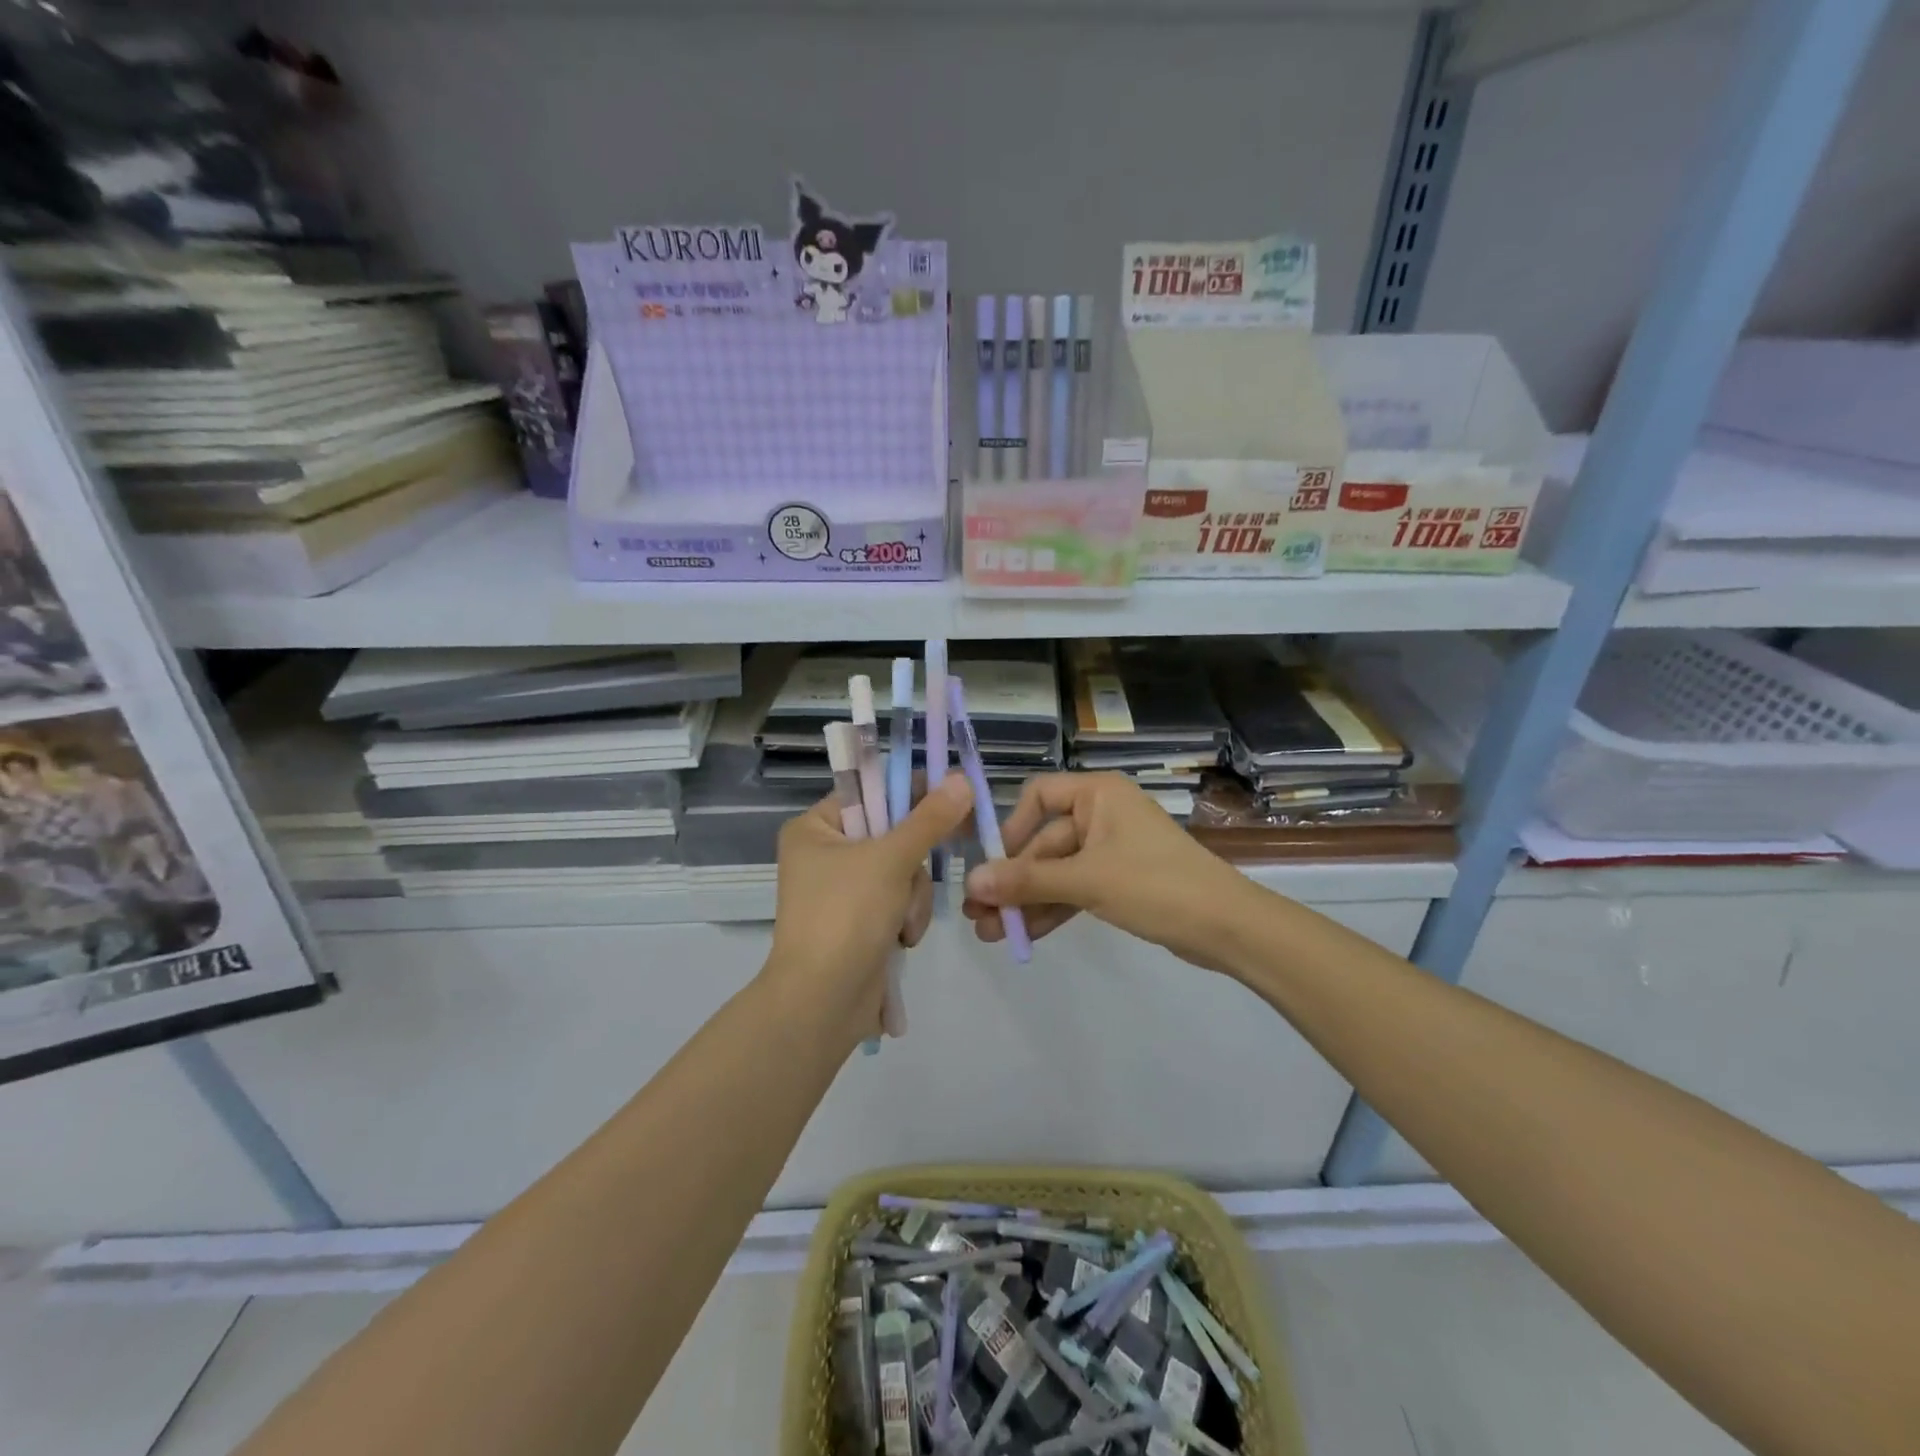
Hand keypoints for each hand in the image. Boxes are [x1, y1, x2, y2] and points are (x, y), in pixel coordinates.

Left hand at [763, 773, 974, 1049]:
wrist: (823, 1003)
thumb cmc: (846, 916)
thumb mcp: (891, 859)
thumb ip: (930, 819)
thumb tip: (962, 778)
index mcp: (815, 828)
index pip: (871, 792)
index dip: (912, 793)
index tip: (953, 796)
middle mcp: (825, 854)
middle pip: (893, 834)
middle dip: (912, 864)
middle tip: (925, 869)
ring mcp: (843, 891)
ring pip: (903, 871)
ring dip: (913, 897)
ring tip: (902, 924)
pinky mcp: (860, 921)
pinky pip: (899, 901)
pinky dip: (907, 917)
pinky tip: (900, 939)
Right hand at [962, 773, 1265, 974]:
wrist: (1228, 927)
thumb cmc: (1156, 885)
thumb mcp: (1087, 880)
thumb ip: (1027, 880)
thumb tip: (970, 882)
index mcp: (1098, 794)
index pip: (1039, 795)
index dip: (1011, 827)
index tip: (991, 863)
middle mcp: (1101, 815)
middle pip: (1043, 842)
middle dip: (1012, 881)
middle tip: (977, 915)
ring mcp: (1110, 850)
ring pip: (1056, 871)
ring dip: (1025, 901)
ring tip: (990, 933)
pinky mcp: (1118, 882)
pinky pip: (1074, 890)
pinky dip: (1051, 909)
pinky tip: (1022, 935)